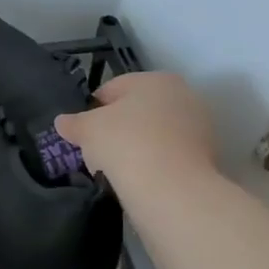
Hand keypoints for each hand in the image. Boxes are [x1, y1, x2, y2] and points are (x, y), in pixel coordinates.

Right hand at [54, 72, 215, 186]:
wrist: (171, 188)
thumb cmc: (126, 143)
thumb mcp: (87, 129)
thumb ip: (73, 123)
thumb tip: (62, 122)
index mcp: (156, 79)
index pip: (113, 88)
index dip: (92, 109)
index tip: (81, 132)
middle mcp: (183, 96)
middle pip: (137, 111)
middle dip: (116, 128)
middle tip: (97, 151)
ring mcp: (198, 127)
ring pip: (153, 134)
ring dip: (135, 147)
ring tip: (116, 169)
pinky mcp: (205, 157)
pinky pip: (167, 155)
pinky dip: (152, 163)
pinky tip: (137, 179)